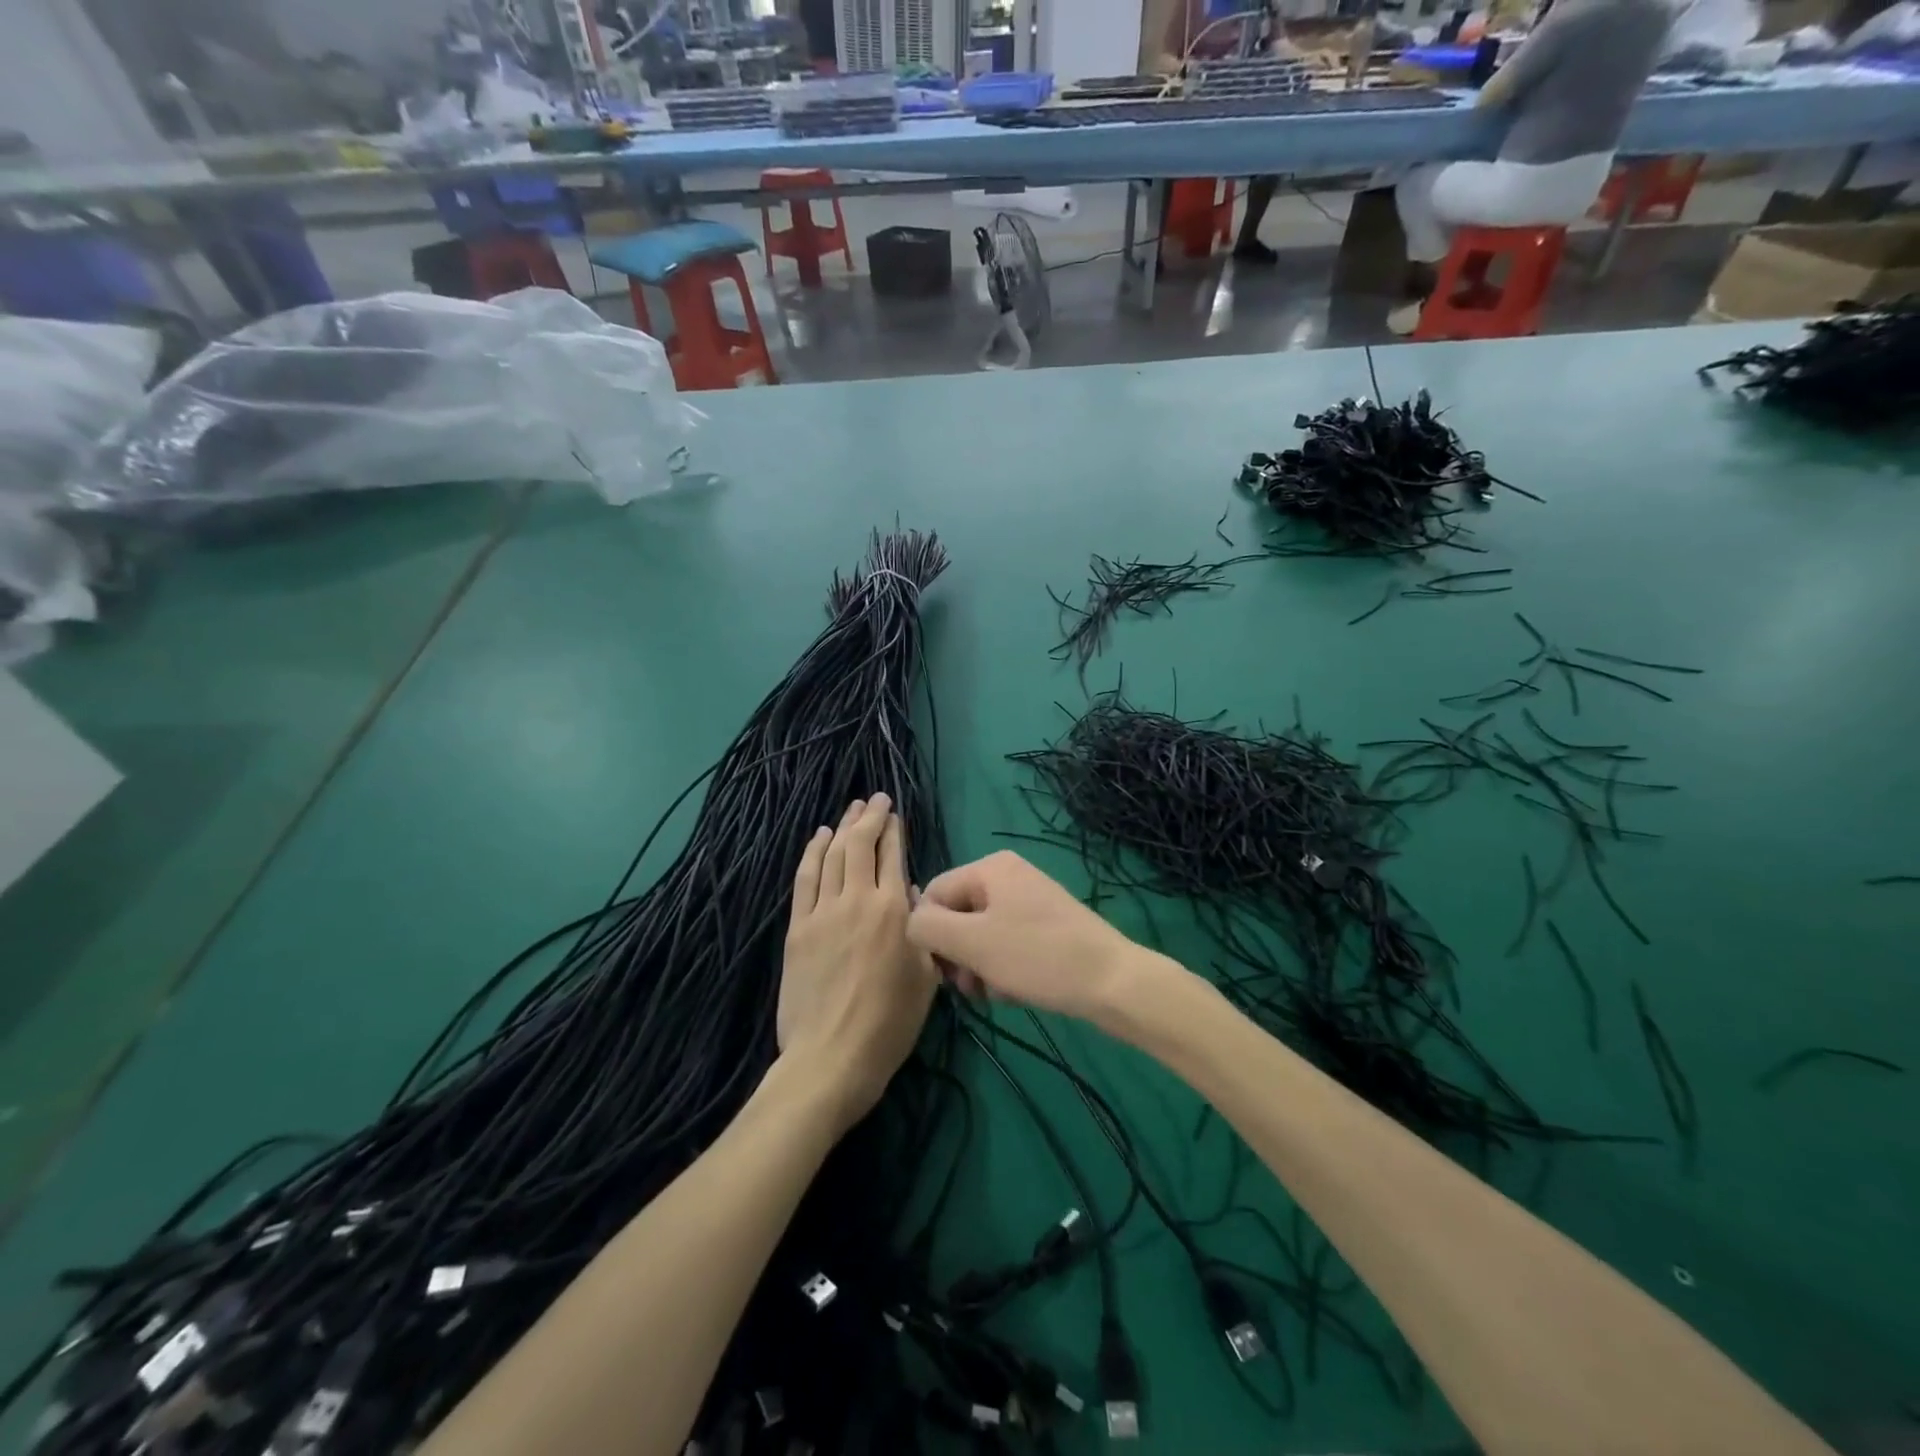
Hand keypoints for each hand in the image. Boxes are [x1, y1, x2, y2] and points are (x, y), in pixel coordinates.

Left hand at [779, 794, 937, 1127]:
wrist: (832, 1057)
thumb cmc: (890, 1024)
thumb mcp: (927, 978)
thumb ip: (924, 931)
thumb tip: (911, 898)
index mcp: (894, 911)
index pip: (892, 855)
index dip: (893, 829)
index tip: (894, 813)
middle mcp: (858, 900)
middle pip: (860, 845)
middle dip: (869, 817)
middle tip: (875, 800)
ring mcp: (824, 912)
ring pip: (832, 855)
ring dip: (842, 828)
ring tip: (851, 810)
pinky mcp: (798, 927)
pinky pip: (805, 879)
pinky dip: (812, 853)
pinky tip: (819, 838)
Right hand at [906, 850, 1176, 1022]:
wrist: (1111, 981)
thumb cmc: (1037, 957)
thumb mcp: (972, 943)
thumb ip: (927, 927)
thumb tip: (909, 922)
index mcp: (989, 867)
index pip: (932, 895)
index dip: (931, 936)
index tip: (945, 971)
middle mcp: (1008, 875)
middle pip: (957, 916)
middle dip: (959, 955)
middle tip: (973, 987)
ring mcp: (1029, 899)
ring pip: (980, 935)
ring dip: (979, 967)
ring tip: (997, 992)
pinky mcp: (1045, 924)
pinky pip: (1006, 943)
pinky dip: (1003, 968)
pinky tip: (1015, 990)